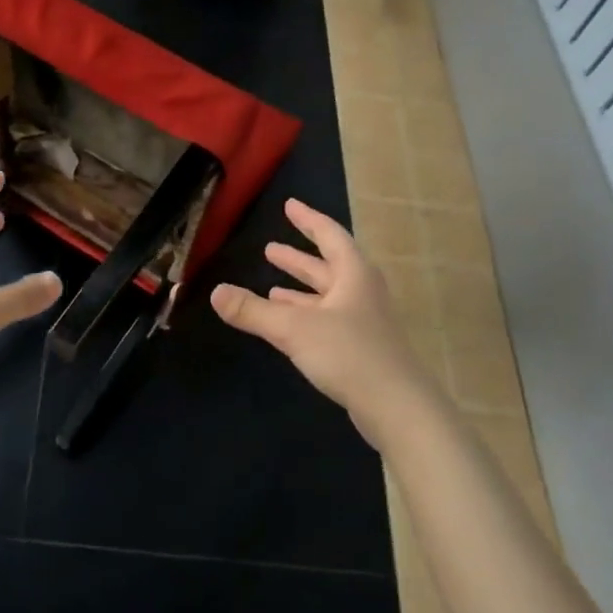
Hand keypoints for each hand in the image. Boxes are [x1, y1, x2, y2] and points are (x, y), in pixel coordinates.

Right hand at [211, 198, 440, 451]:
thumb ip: (252, 311)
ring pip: (327, 297)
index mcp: (353, 275)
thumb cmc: (348, 354)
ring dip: (300, 290)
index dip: (308, 219)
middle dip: (298, 259)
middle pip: (328, 266)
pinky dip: (305, 316)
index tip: (290, 205)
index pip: (329, 235)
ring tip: (270, 287)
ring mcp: (363, 323)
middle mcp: (361, 293)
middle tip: (269, 249)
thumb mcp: (293, 328)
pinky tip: (286, 325)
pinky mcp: (361, 350)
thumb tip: (215, 292)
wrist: (397, 407)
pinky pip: (327, 321)